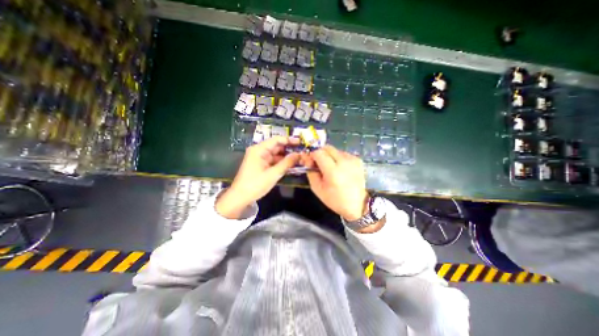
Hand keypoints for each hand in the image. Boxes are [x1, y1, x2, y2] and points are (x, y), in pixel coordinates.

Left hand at [215, 135, 298, 217]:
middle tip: (302, 152)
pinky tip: (291, 165)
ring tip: (299, 159)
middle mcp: (259, 151)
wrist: (240, 197)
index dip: (289, 140)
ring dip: (286, 157)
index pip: (276, 140)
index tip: (300, 142)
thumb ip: (286, 163)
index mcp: (259, 150)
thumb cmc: (255, 184)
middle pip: (276, 146)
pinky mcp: (261, 165)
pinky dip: (281, 162)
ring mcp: (260, 158)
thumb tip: (298, 154)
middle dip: (289, 149)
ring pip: (276, 154)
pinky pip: (273, 161)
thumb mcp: (273, 174)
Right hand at [304, 146, 369, 220]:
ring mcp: (352, 159)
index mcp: (333, 171)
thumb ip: (310, 171)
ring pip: (334, 149)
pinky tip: (339, 168)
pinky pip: (342, 153)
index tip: (310, 161)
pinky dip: (337, 158)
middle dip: (319, 152)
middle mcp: (344, 162)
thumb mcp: (317, 188)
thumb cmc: (334, 199)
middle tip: (317, 163)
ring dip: (328, 155)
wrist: (357, 204)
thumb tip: (306, 157)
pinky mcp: (357, 159)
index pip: (318, 152)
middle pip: (327, 147)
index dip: (311, 154)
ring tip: (329, 167)